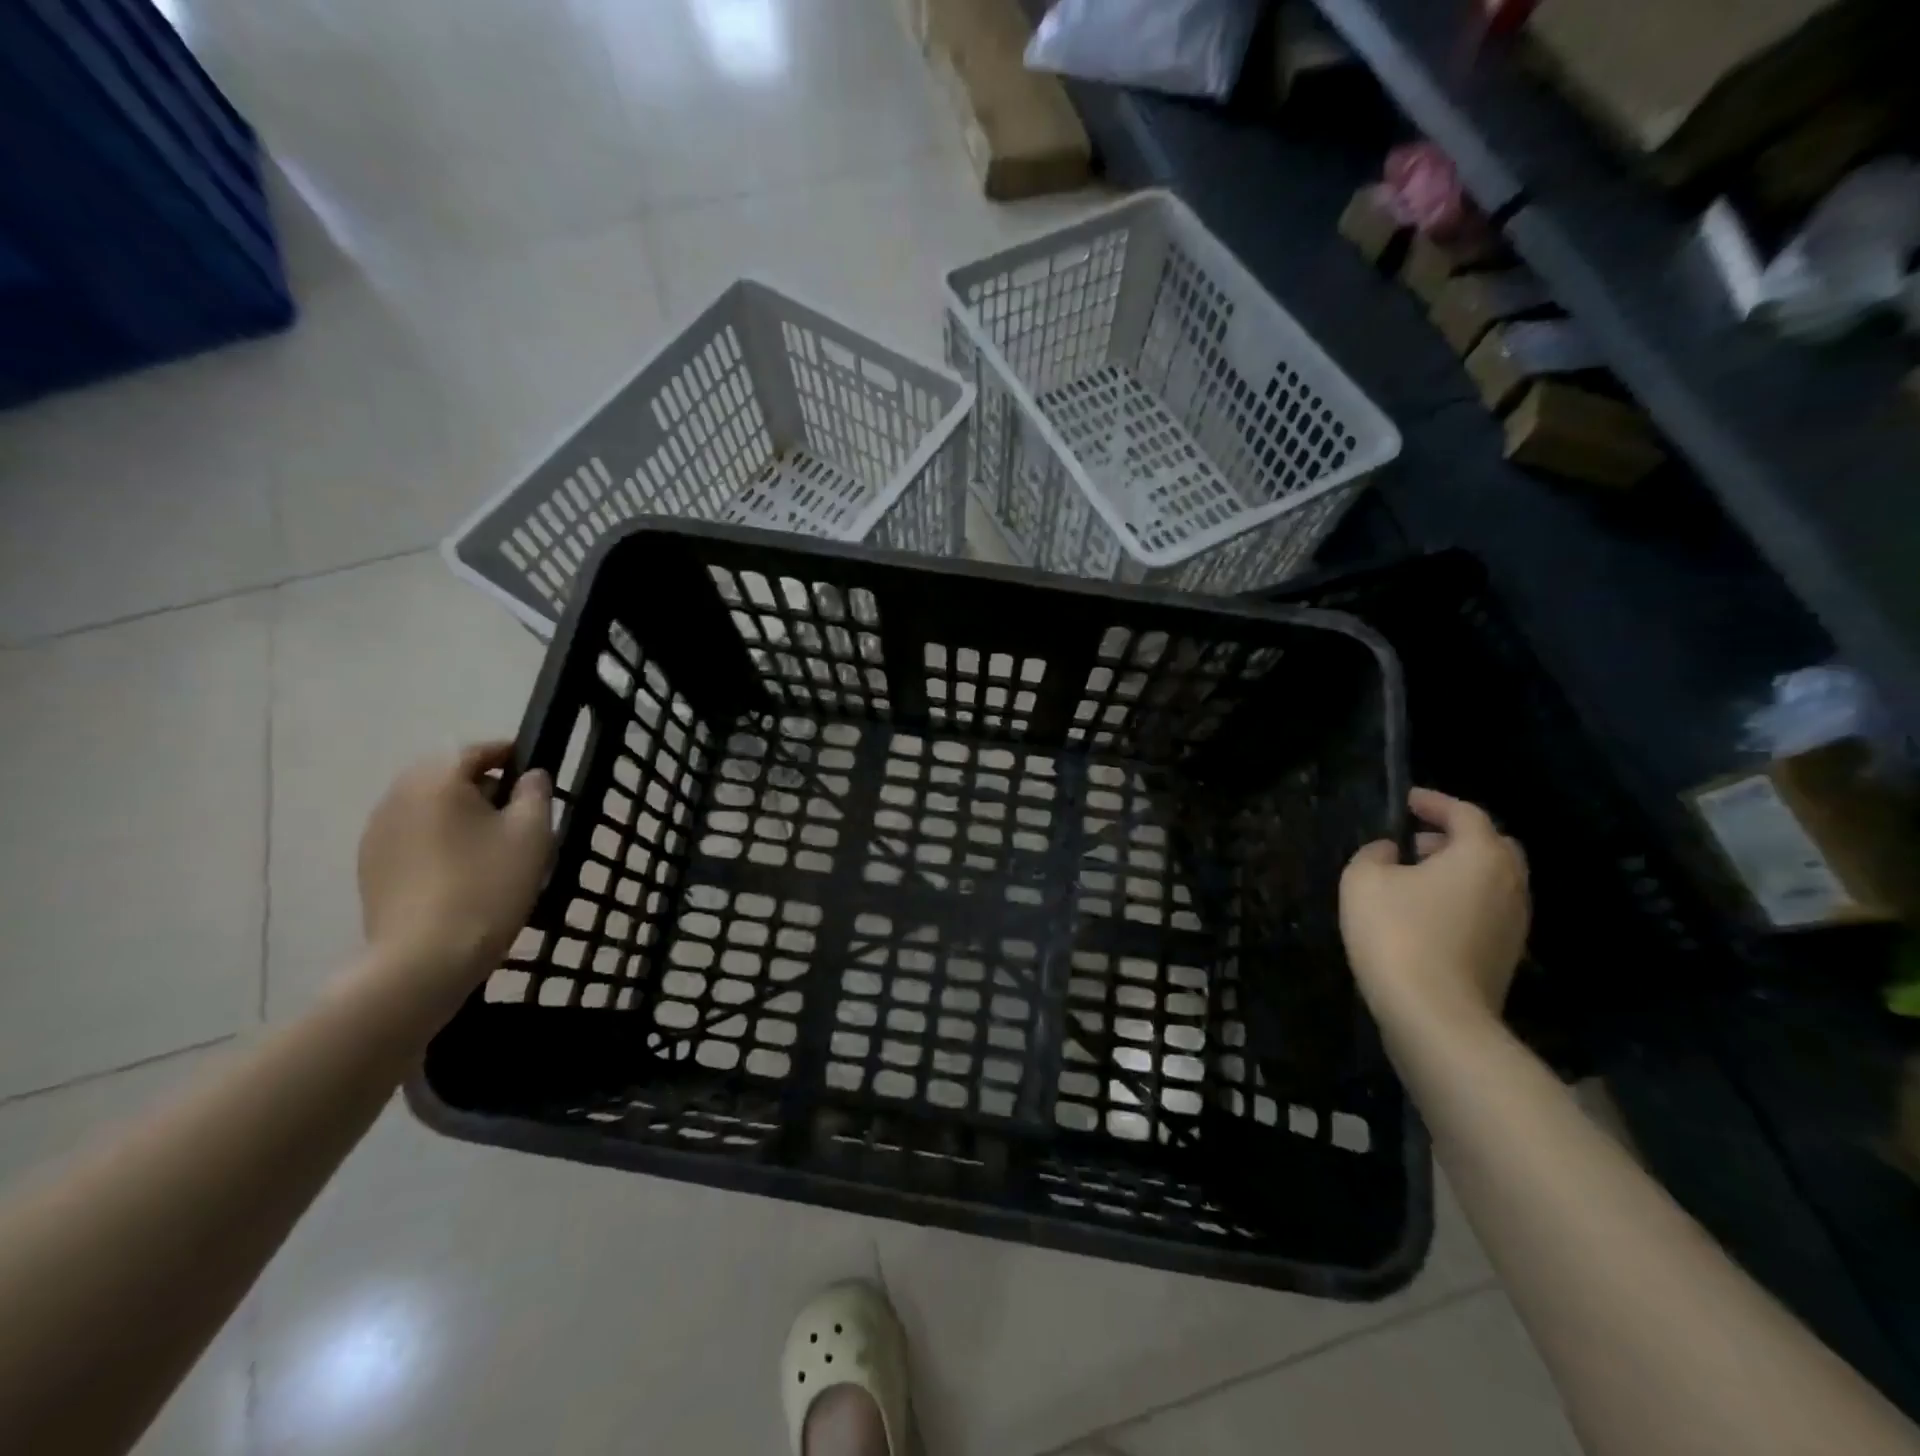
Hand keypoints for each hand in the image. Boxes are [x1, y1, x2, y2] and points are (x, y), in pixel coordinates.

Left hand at [356, 743, 553, 1004]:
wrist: (424, 960)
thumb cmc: (488, 885)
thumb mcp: (532, 833)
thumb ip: (535, 793)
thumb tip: (529, 776)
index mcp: (436, 780)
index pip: (476, 750)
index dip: (509, 755)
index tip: (535, 774)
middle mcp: (397, 796)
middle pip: (447, 777)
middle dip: (483, 787)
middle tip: (518, 814)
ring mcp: (376, 834)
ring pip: (428, 808)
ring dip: (459, 815)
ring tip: (492, 846)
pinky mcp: (370, 867)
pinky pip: (413, 837)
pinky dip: (439, 841)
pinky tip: (463, 872)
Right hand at [1340, 787, 1529, 1028]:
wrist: (1435, 1016)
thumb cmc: (1397, 934)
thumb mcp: (1363, 880)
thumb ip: (1374, 854)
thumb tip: (1390, 852)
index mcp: (1481, 856)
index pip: (1465, 813)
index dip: (1434, 802)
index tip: (1406, 800)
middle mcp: (1510, 884)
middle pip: (1492, 846)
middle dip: (1455, 837)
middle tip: (1415, 841)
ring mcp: (1514, 924)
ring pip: (1492, 881)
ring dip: (1458, 870)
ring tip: (1414, 878)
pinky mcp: (1505, 956)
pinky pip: (1486, 911)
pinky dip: (1461, 900)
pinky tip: (1424, 914)